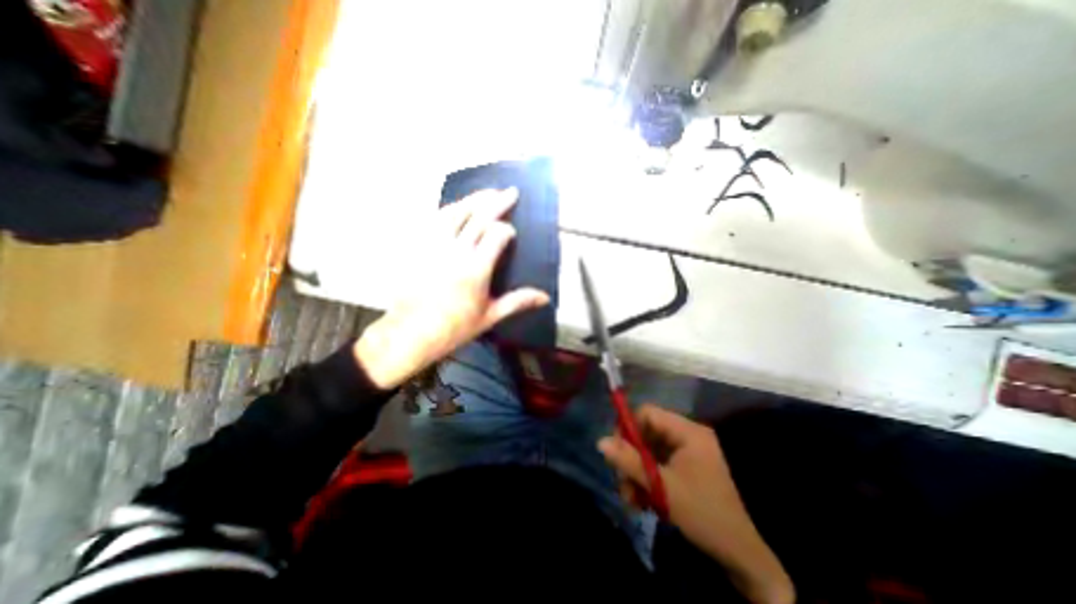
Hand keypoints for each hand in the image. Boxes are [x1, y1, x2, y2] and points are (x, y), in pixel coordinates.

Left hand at [356, 187, 548, 388]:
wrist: (411, 333)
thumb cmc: (454, 328)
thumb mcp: (490, 316)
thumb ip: (517, 302)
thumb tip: (544, 297)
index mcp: (476, 268)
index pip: (497, 234)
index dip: (507, 230)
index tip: (512, 233)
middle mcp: (456, 251)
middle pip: (479, 216)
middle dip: (497, 201)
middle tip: (509, 192)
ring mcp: (433, 245)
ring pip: (455, 212)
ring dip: (473, 200)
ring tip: (486, 193)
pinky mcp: (417, 246)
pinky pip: (433, 220)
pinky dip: (448, 210)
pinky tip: (455, 207)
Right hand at [601, 407, 793, 603]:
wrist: (743, 556)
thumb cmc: (704, 513)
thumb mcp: (662, 487)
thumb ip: (630, 461)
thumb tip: (600, 441)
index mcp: (687, 432)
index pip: (648, 413)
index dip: (629, 428)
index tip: (617, 452)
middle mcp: (687, 437)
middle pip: (646, 434)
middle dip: (631, 458)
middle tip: (622, 484)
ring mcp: (687, 454)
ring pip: (650, 453)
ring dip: (637, 474)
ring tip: (632, 500)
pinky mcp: (686, 469)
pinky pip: (659, 466)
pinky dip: (648, 481)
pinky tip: (643, 502)